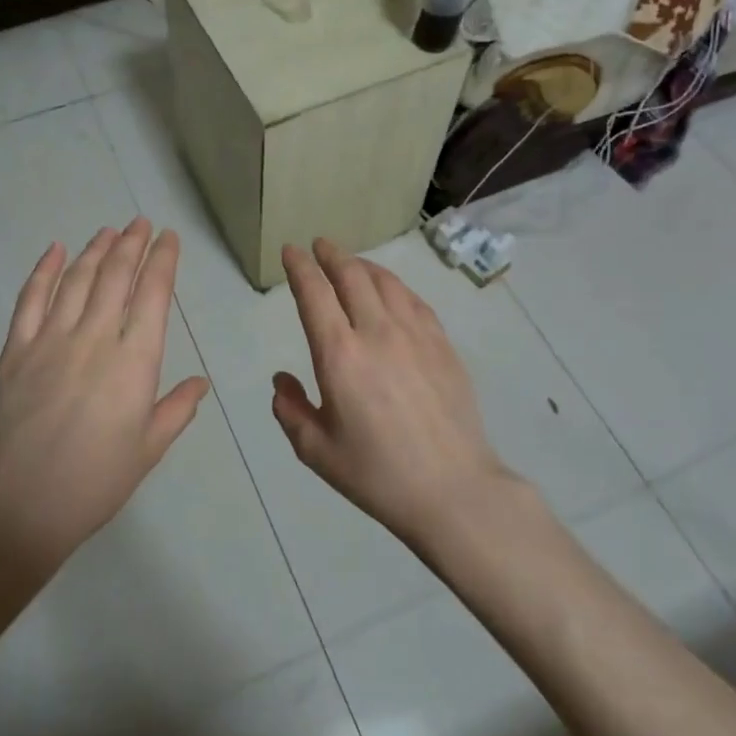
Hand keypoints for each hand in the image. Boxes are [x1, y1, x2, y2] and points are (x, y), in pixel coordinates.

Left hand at [0, 217, 210, 568]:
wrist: (19, 506)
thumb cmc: (95, 482)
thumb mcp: (148, 449)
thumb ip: (177, 409)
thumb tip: (201, 382)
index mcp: (134, 361)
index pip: (153, 294)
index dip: (162, 260)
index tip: (168, 237)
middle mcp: (95, 337)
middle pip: (115, 276)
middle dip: (131, 243)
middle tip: (140, 222)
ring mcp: (50, 339)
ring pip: (76, 279)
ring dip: (95, 250)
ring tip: (108, 231)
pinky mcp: (15, 349)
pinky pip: (30, 299)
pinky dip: (43, 270)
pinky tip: (54, 251)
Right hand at [272, 238, 517, 548]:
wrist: (452, 489)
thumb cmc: (377, 474)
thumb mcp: (316, 451)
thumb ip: (290, 410)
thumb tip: (282, 379)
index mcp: (339, 355)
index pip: (315, 293)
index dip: (300, 267)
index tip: (291, 251)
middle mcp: (376, 332)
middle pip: (352, 276)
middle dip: (331, 255)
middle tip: (319, 245)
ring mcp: (415, 335)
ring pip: (386, 282)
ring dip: (363, 265)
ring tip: (351, 263)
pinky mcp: (442, 345)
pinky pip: (414, 300)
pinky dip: (395, 286)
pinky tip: (391, 291)